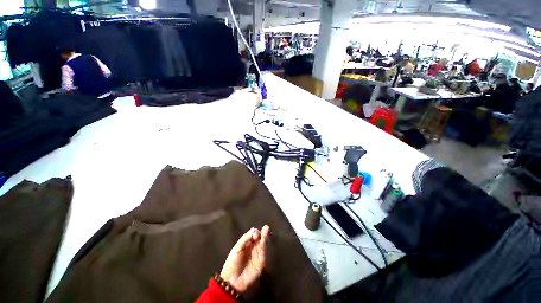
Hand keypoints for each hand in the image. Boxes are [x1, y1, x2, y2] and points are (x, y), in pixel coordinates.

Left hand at [220, 225, 269, 292]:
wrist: (232, 281)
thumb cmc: (232, 263)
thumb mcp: (237, 249)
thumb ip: (245, 238)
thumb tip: (253, 228)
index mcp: (247, 243)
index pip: (254, 234)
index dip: (255, 232)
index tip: (254, 235)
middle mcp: (254, 247)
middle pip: (260, 237)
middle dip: (263, 232)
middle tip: (266, 228)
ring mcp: (258, 254)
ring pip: (263, 244)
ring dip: (265, 237)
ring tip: (267, 231)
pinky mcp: (261, 262)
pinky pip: (264, 253)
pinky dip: (265, 246)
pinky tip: (265, 241)